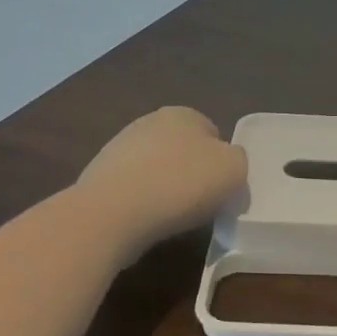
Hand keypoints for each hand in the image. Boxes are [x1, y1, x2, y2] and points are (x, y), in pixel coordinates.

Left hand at [78, 107, 247, 252]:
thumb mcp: (233, 170)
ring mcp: (119, 149)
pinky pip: (133, 190)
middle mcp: (149, 122)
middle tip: (199, 204)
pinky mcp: (99, 178)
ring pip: (156, 170)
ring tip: (170, 218)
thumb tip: (226, 164)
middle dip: (191, 173)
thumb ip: (238, 161)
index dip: (221, 163)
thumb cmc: (180, 184)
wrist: (111, 214)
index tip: (221, 189)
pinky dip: (141, 204)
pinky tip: (144, 222)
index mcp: (183, 113)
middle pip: (183, 150)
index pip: (213, 134)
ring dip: (165, 189)